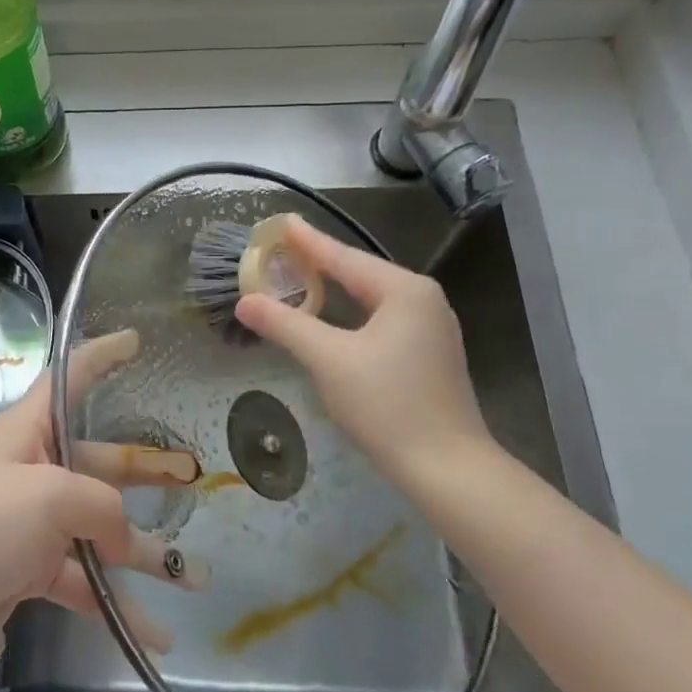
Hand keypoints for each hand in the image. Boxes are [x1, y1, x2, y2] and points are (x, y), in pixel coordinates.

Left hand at [0, 330, 206, 674]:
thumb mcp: (50, 497)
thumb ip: (102, 506)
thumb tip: (122, 538)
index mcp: (30, 431)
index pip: (69, 377)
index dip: (100, 355)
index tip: (134, 342)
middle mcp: (34, 469)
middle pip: (102, 461)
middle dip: (148, 472)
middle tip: (194, 480)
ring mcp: (34, 522)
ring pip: (101, 528)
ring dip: (145, 554)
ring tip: (196, 577)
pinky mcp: (30, 570)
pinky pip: (84, 580)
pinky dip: (116, 604)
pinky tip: (154, 635)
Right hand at [234, 215, 496, 484]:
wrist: (446, 468)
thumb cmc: (387, 405)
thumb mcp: (328, 360)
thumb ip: (285, 325)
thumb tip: (245, 302)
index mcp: (404, 290)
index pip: (343, 257)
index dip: (307, 241)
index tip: (279, 223)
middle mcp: (423, 299)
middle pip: (359, 273)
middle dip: (318, 262)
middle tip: (280, 249)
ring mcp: (430, 327)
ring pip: (370, 298)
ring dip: (334, 288)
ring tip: (299, 276)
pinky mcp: (428, 354)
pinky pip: (380, 318)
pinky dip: (350, 312)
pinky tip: (332, 316)